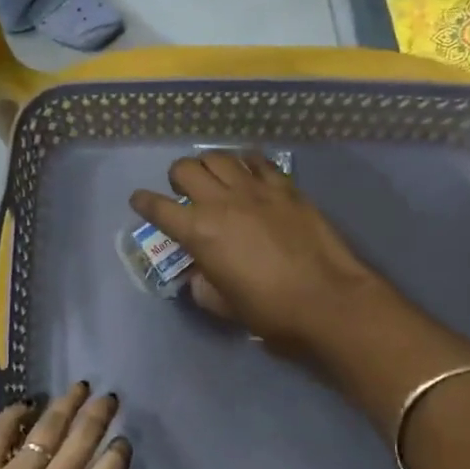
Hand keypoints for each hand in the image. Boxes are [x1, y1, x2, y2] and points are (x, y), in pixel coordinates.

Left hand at [0, 383, 150, 468]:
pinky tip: (24, 402)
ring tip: (78, 387)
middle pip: (82, 440)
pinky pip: (0, 434)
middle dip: (98, 414)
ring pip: (47, 429)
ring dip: (65, 405)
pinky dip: (13, 414)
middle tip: (108, 396)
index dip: (120, 452)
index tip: (124, 440)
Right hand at [130, 151, 395, 361]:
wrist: (329, 300)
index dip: (143, 203)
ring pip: (219, 157)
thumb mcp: (223, 305)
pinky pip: (258, 161)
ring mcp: (255, 190)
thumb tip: (198, 273)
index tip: (140, 202)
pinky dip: (245, 164)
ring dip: (208, 165)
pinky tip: (249, 174)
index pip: (157, 208)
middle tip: (183, 193)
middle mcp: (221, 202)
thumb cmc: (271, 311)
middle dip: (176, 178)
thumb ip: (202, 285)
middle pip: (185, 169)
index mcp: (199, 232)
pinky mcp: (285, 187)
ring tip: (214, 179)